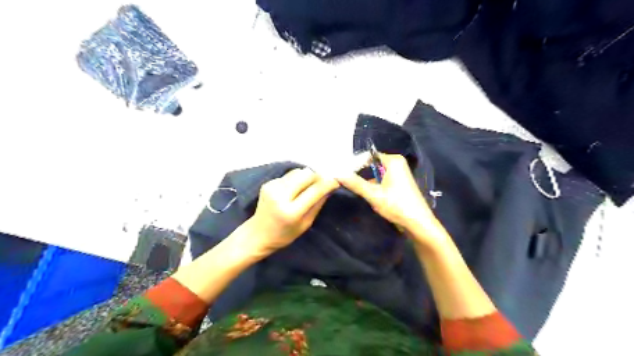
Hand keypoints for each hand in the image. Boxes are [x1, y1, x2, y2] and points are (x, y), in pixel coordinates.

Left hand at [244, 167, 338, 255]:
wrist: (257, 234)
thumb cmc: (284, 234)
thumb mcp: (306, 224)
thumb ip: (318, 204)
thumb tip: (329, 187)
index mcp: (291, 212)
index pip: (314, 191)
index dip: (327, 183)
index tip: (336, 181)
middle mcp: (280, 196)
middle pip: (306, 175)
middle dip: (317, 177)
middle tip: (323, 182)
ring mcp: (272, 188)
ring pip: (297, 172)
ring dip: (307, 177)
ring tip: (308, 187)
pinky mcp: (268, 183)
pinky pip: (289, 175)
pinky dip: (296, 179)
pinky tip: (295, 189)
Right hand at [339, 155, 447, 248]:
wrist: (418, 223)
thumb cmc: (397, 205)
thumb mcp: (373, 194)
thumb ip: (355, 183)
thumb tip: (337, 174)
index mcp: (393, 161)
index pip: (369, 156)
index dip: (355, 163)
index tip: (342, 171)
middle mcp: (397, 163)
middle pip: (372, 164)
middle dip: (360, 172)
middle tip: (344, 178)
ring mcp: (399, 173)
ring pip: (376, 173)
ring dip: (366, 180)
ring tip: (351, 186)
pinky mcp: (399, 183)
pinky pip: (382, 179)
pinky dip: (374, 185)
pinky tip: (365, 192)